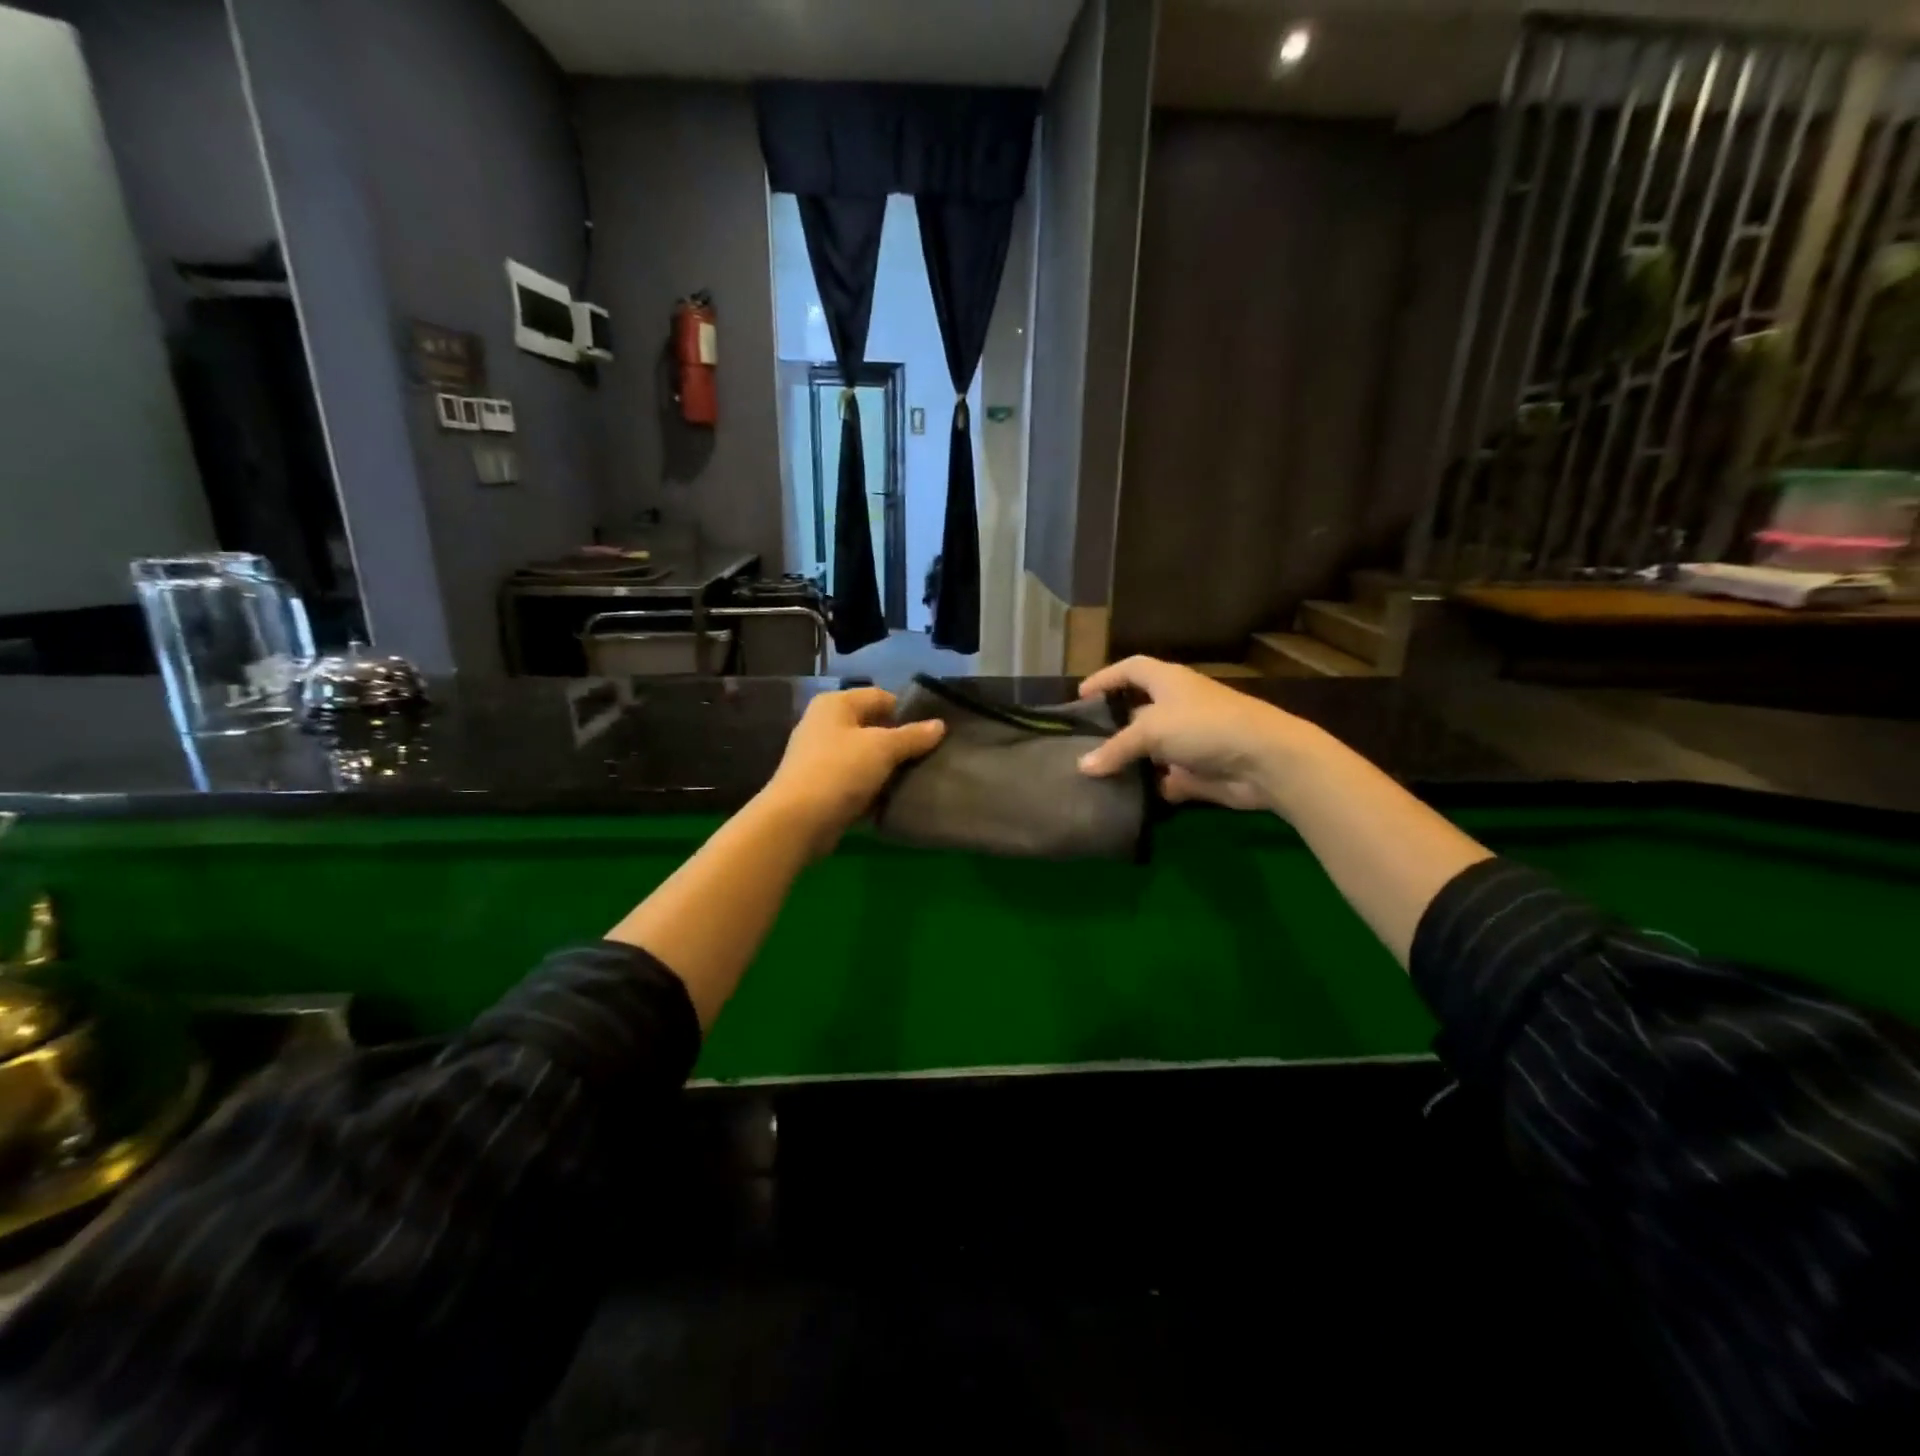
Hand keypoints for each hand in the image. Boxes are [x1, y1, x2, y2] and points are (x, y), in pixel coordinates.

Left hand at [759, 687, 944, 854]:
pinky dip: (874, 787)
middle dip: (901, 741)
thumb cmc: (839, 771)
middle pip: (873, 727)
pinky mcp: (823, 786)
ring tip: (919, 777)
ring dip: (889, 767)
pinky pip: (857, 780)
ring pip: (866, 756)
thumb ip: (913, 736)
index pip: (881, 697)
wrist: (797, 821)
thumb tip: (940, 724)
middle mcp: (825, 724)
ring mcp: (821, 757)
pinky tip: (896, 797)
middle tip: (931, 756)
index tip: (933, 732)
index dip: (908, 711)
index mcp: (836, 704)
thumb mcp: (883, 748)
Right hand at [1074, 657, 1317, 812]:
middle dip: (1112, 727)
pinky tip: (1125, 799)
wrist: (1264, 760)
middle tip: (1081, 743)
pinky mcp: (1198, 771)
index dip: (1106, 678)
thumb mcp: (1151, 731)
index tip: (1081, 696)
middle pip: (1137, 712)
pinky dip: (1150, 787)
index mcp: (1168, 682)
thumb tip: (1082, 766)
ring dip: (1128, 761)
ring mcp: (1189, 740)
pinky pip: (1166, 778)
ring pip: (1150, 749)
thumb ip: (1115, 748)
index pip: (1130, 669)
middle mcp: (1177, 707)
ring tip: (1094, 774)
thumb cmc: (1204, 727)